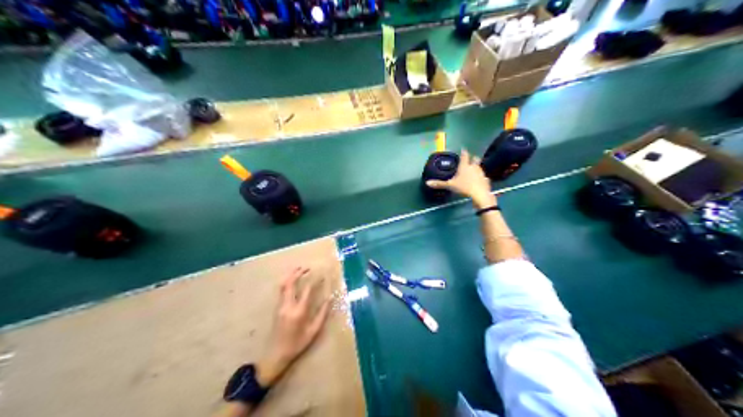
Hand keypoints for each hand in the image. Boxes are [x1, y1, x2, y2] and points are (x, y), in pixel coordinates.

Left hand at [260, 268, 334, 387]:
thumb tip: (329, 299)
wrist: (276, 354)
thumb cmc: (297, 344)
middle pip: (290, 283)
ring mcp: (280, 306)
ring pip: (283, 285)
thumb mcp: (313, 331)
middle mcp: (288, 306)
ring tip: (299, 270)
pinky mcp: (276, 308)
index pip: (307, 290)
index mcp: (298, 312)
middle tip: (307, 268)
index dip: (315, 281)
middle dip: (298, 273)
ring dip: (290, 275)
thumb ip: (322, 314)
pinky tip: (293, 281)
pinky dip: (287, 282)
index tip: (322, 275)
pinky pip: (281, 290)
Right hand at [427, 149, 494, 207]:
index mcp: (465, 166)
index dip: (464, 152)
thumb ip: (439, 184)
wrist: (479, 195)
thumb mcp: (450, 186)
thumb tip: (427, 183)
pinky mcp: (486, 181)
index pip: (465, 155)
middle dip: (473, 158)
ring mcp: (481, 173)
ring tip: (473, 172)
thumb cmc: (464, 187)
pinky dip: (481, 178)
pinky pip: (483, 177)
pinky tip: (479, 182)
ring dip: (477, 168)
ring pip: (480, 168)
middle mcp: (474, 167)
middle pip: (475, 159)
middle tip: (470, 160)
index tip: (463, 149)